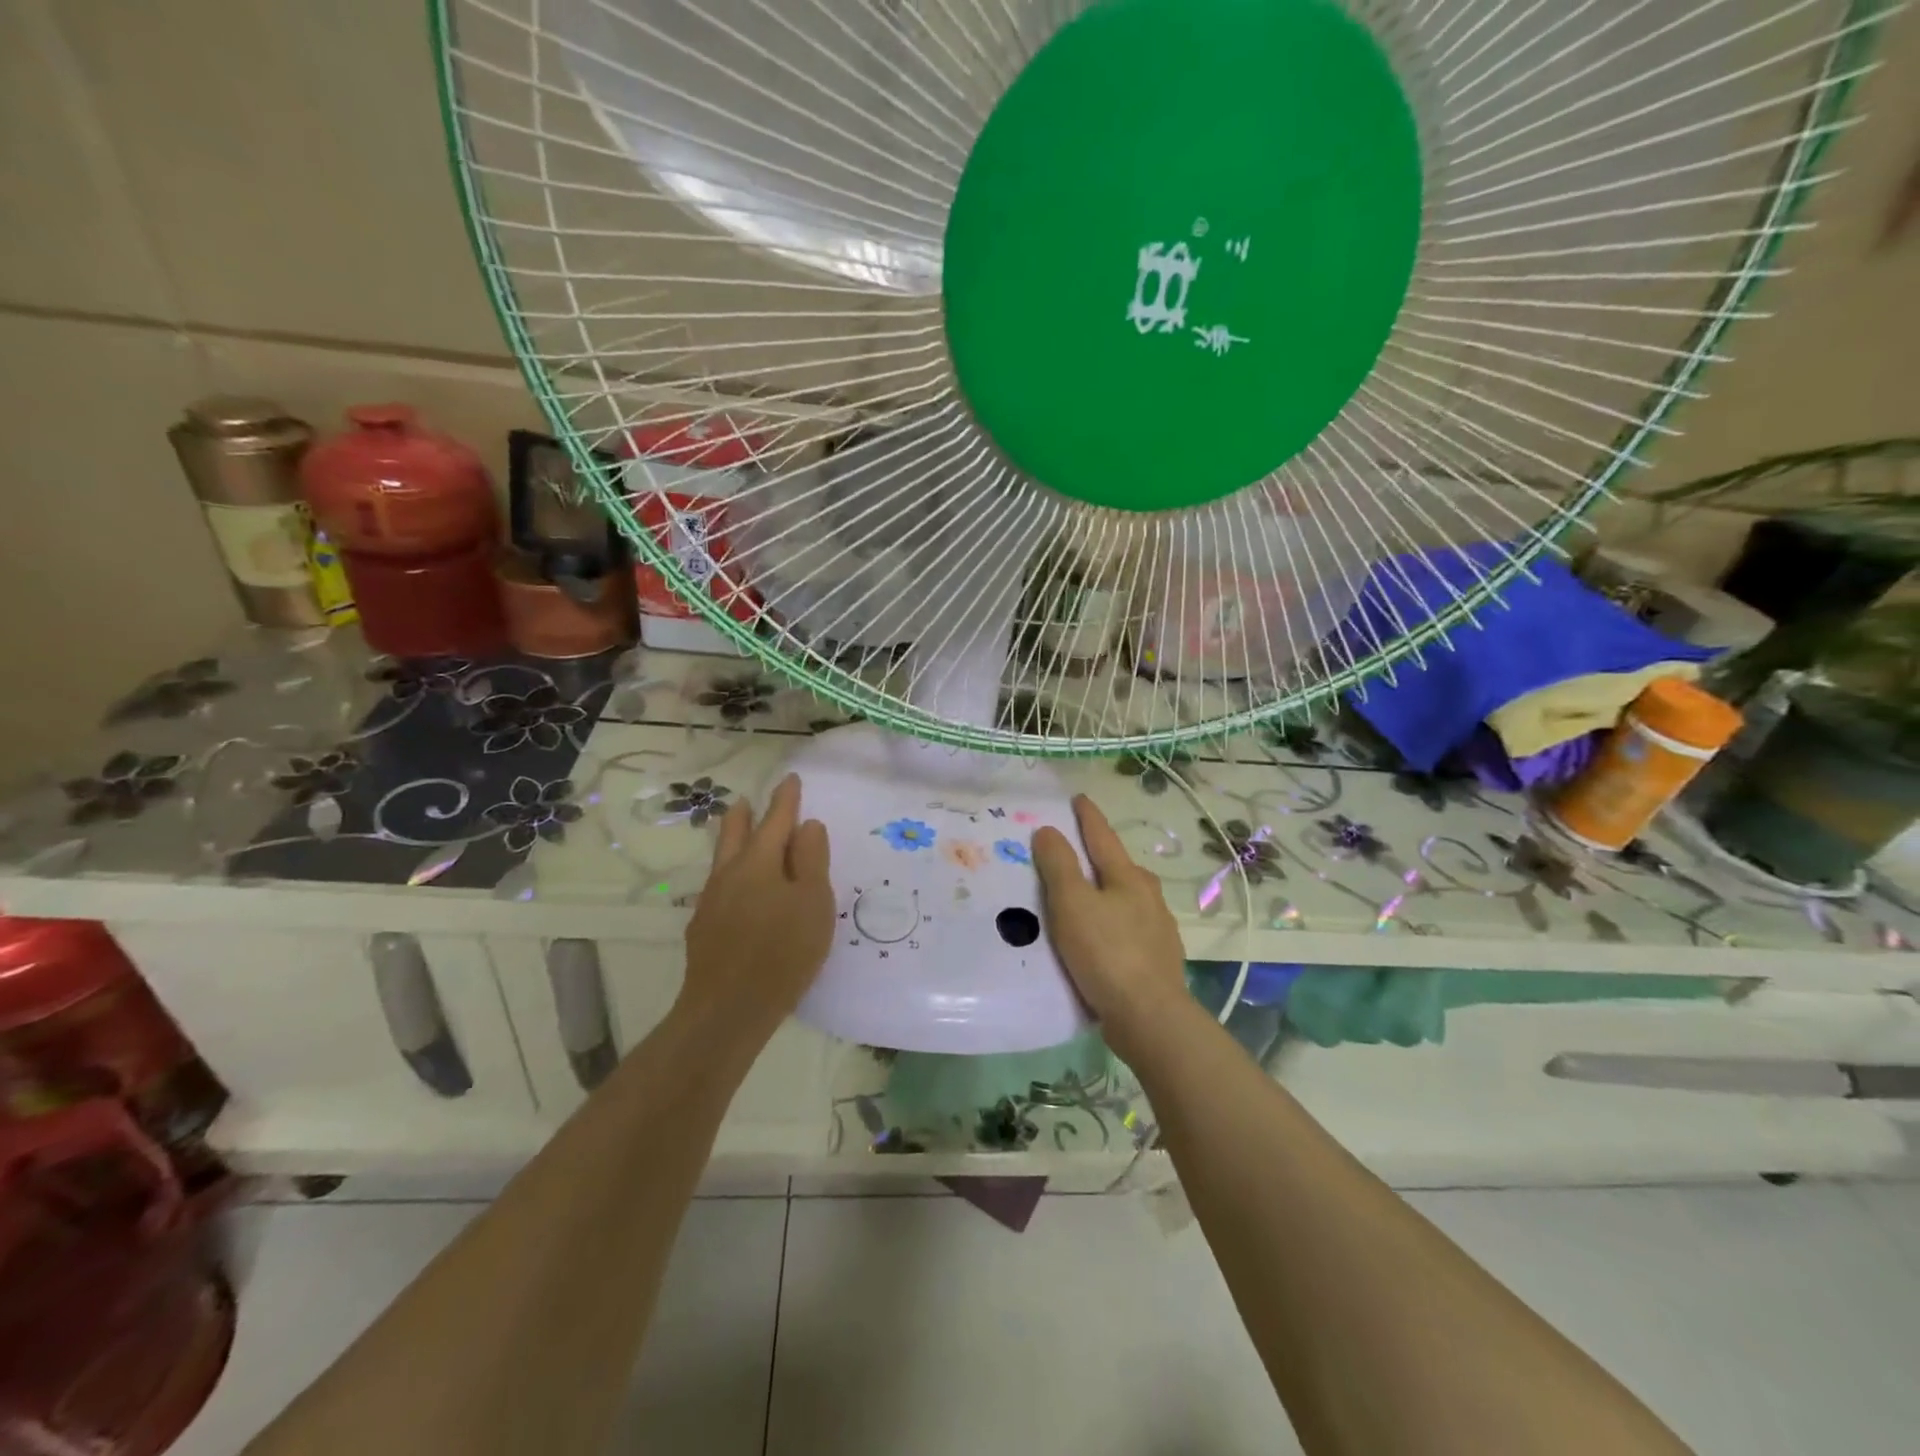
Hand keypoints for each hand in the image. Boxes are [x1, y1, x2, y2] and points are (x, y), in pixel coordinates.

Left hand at [678, 774, 833, 1053]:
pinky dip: (730, 872)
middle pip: (734, 832)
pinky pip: (719, 885)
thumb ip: (812, 861)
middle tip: (749, 800)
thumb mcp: (813, 903)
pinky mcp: (703, 927)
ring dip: (732, 839)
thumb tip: (808, 826)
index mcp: (759, 862)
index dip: (785, 800)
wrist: (728, 1009)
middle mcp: (730, 874)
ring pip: (722, 858)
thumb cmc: (783, 952)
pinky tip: (736, 889)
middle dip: (745, 814)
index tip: (790, 780)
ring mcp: (711, 901)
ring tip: (739, 833)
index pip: (775, 820)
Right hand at [1032, 795, 1187, 1061]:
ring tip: (1083, 897)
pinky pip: (1127, 929)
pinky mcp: (1156, 959)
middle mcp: (1148, 896)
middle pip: (1118, 866)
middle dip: (1098, 855)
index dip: (1087, 817)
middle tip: (1074, 850)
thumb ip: (1059, 865)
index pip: (1102, 836)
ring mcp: (1157, 928)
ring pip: (1126, 899)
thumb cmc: (1106, 953)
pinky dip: (1110, 923)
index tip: (1078, 798)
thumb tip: (1049, 830)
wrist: (1149, 1018)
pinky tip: (1100, 938)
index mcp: (1127, 877)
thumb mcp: (1072, 904)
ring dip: (1105, 892)